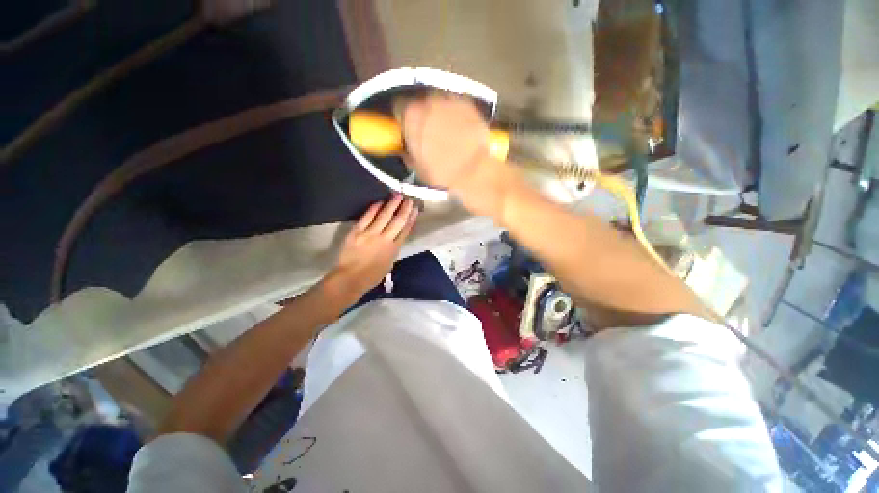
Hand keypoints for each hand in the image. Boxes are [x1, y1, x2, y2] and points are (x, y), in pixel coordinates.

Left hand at [319, 195, 417, 306]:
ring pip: (384, 216)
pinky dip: (374, 208)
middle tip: (409, 199)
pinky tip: (380, 201)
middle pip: (397, 221)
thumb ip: (393, 249)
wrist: (350, 278)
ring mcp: (370, 234)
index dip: (411, 219)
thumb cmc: (371, 275)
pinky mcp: (357, 231)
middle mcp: (385, 239)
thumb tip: (396, 237)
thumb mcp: (389, 264)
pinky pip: (367, 217)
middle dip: (404, 209)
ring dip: (392, 204)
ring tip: (398, 195)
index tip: (415, 210)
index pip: (405, 230)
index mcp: (394, 249)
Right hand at [402, 95, 491, 190]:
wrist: (474, 171)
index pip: (399, 108)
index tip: (407, 130)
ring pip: (439, 102)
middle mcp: (428, 101)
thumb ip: (407, 152)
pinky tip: (462, 130)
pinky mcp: (469, 103)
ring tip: (447, 132)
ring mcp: (450, 99)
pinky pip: (457, 106)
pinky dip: (456, 115)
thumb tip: (406, 148)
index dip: (403, 120)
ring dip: (440, 114)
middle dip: (422, 116)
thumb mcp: (417, 168)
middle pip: (420, 103)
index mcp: (411, 116)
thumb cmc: (442, 172)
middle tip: (428, 134)